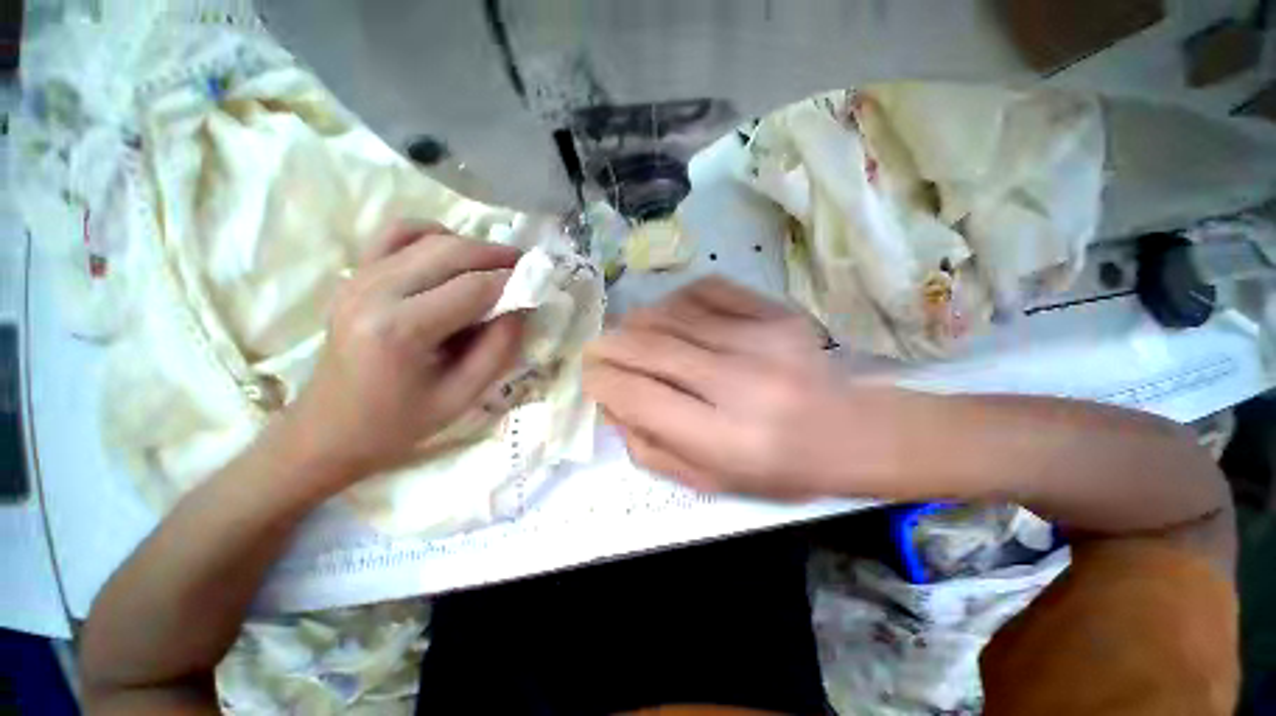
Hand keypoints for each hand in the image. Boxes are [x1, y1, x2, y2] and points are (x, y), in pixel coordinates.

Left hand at [285, 224, 524, 484]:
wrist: (329, 429)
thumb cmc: (399, 422)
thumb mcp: (462, 396)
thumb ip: (499, 349)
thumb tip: (520, 308)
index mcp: (401, 330)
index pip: (473, 288)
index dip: (513, 282)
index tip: (539, 284)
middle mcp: (375, 292)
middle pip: (451, 251)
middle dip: (497, 255)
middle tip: (526, 267)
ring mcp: (358, 278)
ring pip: (427, 237)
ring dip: (470, 245)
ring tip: (495, 265)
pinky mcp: (354, 276)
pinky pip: (395, 234)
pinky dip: (430, 235)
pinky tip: (449, 254)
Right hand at [584, 277, 883, 499]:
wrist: (851, 432)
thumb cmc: (777, 467)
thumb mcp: (708, 481)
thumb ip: (650, 447)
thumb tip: (612, 403)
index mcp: (726, 438)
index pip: (641, 396)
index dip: (603, 381)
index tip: (590, 376)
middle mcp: (743, 383)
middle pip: (651, 346)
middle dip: (610, 345)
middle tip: (599, 349)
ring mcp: (763, 338)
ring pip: (672, 312)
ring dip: (638, 321)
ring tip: (631, 334)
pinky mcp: (777, 312)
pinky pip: (707, 289)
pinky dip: (677, 299)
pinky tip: (673, 315)